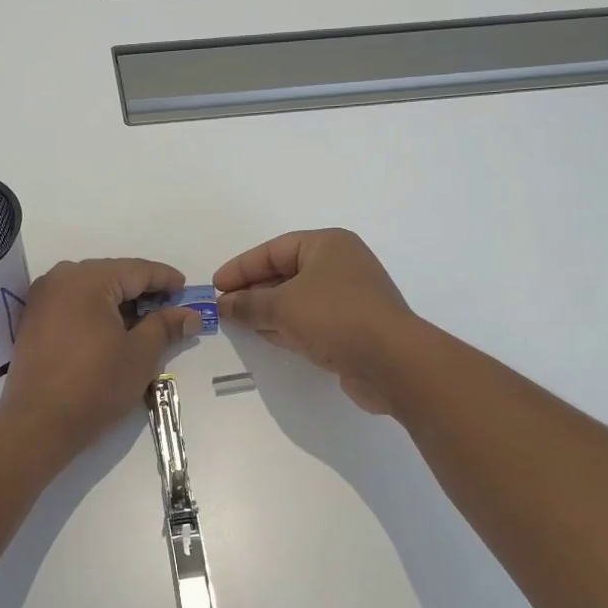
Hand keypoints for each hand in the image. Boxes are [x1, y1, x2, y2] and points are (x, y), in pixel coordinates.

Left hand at [0, 258, 202, 460]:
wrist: (39, 424)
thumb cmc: (96, 384)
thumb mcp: (141, 354)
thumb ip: (166, 326)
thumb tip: (191, 316)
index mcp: (88, 279)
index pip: (137, 270)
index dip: (165, 279)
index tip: (186, 289)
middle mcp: (60, 279)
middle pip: (112, 275)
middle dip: (142, 290)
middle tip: (170, 306)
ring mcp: (42, 299)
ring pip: (91, 289)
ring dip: (119, 302)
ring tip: (145, 321)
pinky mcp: (33, 321)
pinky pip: (73, 304)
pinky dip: (96, 312)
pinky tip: (113, 330)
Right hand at [214, 229, 418, 413]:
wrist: (391, 362)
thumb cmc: (335, 317)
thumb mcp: (282, 306)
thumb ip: (249, 304)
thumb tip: (223, 304)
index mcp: (328, 245)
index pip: (274, 250)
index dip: (242, 267)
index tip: (215, 285)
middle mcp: (341, 265)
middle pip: (286, 273)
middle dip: (253, 290)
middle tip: (223, 307)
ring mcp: (349, 298)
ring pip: (297, 299)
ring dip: (268, 311)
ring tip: (237, 323)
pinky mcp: (352, 328)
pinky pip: (310, 321)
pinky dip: (287, 326)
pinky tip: (265, 337)